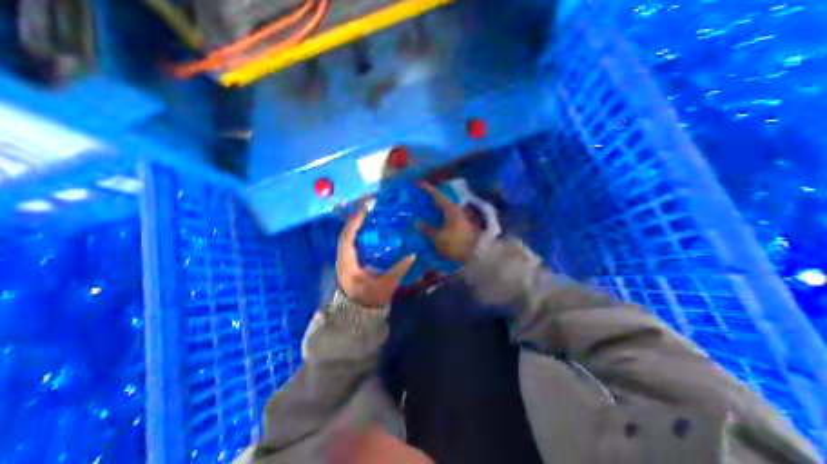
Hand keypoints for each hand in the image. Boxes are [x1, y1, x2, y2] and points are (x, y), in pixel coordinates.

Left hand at [335, 202, 416, 308]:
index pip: (347, 237)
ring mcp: (344, 260)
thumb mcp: (386, 285)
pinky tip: (368, 229)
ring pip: (347, 237)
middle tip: (368, 206)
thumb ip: (399, 270)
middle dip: (355, 218)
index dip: (355, 222)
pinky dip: (357, 232)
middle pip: (345, 233)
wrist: (358, 313)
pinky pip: (351, 242)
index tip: (365, 209)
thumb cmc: (370, 299)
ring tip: (368, 213)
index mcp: (348, 263)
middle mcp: (343, 258)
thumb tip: (412, 255)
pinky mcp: (349, 261)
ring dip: (356, 224)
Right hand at [418, 182, 482, 262]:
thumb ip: (428, 230)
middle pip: (441, 201)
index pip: (436, 195)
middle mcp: (456, 210)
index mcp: (450, 209)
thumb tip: (417, 223)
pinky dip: (440, 217)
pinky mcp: (462, 225)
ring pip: (445, 210)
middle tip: (420, 198)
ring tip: (425, 210)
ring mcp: (460, 218)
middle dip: (431, 199)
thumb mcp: (438, 238)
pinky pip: (448, 217)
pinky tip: (435, 221)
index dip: (427, 189)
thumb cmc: (455, 243)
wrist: (476, 253)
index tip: (418, 184)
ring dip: (436, 209)